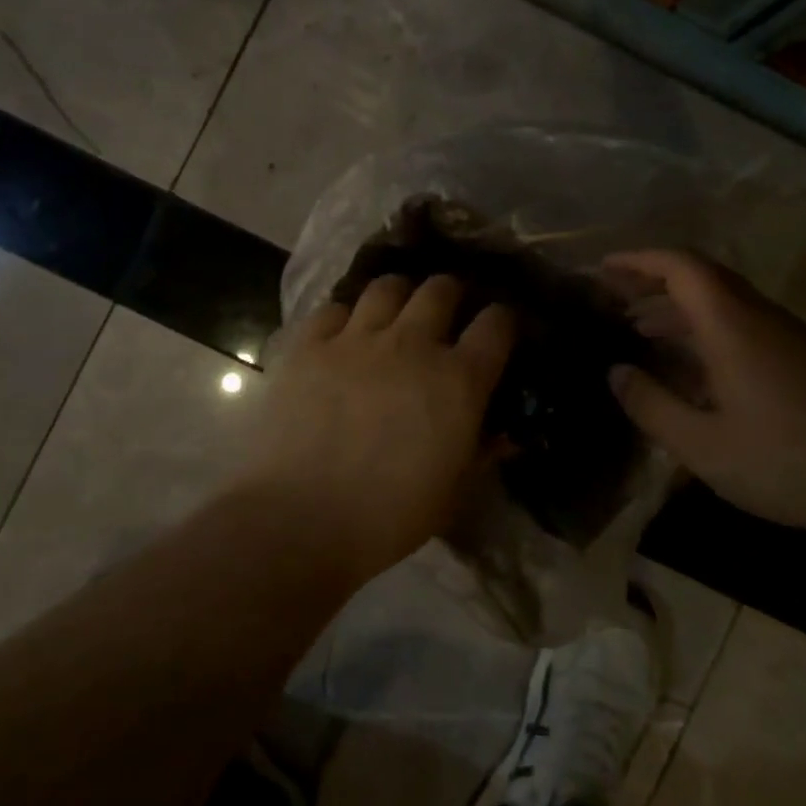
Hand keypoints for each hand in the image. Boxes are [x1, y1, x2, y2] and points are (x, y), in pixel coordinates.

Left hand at [233, 275, 515, 579]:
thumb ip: (483, 453)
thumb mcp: (454, 492)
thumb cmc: (389, 516)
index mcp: (458, 380)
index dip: (503, 321)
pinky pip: (333, 309)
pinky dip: (344, 317)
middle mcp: (412, 344)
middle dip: (451, 294)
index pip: (496, 324)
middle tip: (446, 312)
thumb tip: (506, 435)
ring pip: (387, 286)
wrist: (300, 519)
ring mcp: (356, 338)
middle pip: (441, 289)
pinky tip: (341, 336)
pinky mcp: (309, 345)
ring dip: (399, 295)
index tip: (500, 329)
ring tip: (395, 313)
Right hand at [603, 250, 805, 531]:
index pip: (681, 266)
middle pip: (702, 278)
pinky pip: (744, 325)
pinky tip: (691, 366)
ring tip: (641, 331)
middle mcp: (761, 317)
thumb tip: (616, 373)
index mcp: (733, 325)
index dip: (639, 260)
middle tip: (613, 299)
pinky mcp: (804, 358)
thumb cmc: (783, 462)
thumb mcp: (700, 444)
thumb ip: (650, 404)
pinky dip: (707, 330)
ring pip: (725, 303)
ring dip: (680, 309)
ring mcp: (788, 336)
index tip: (603, 269)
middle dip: (654, 281)